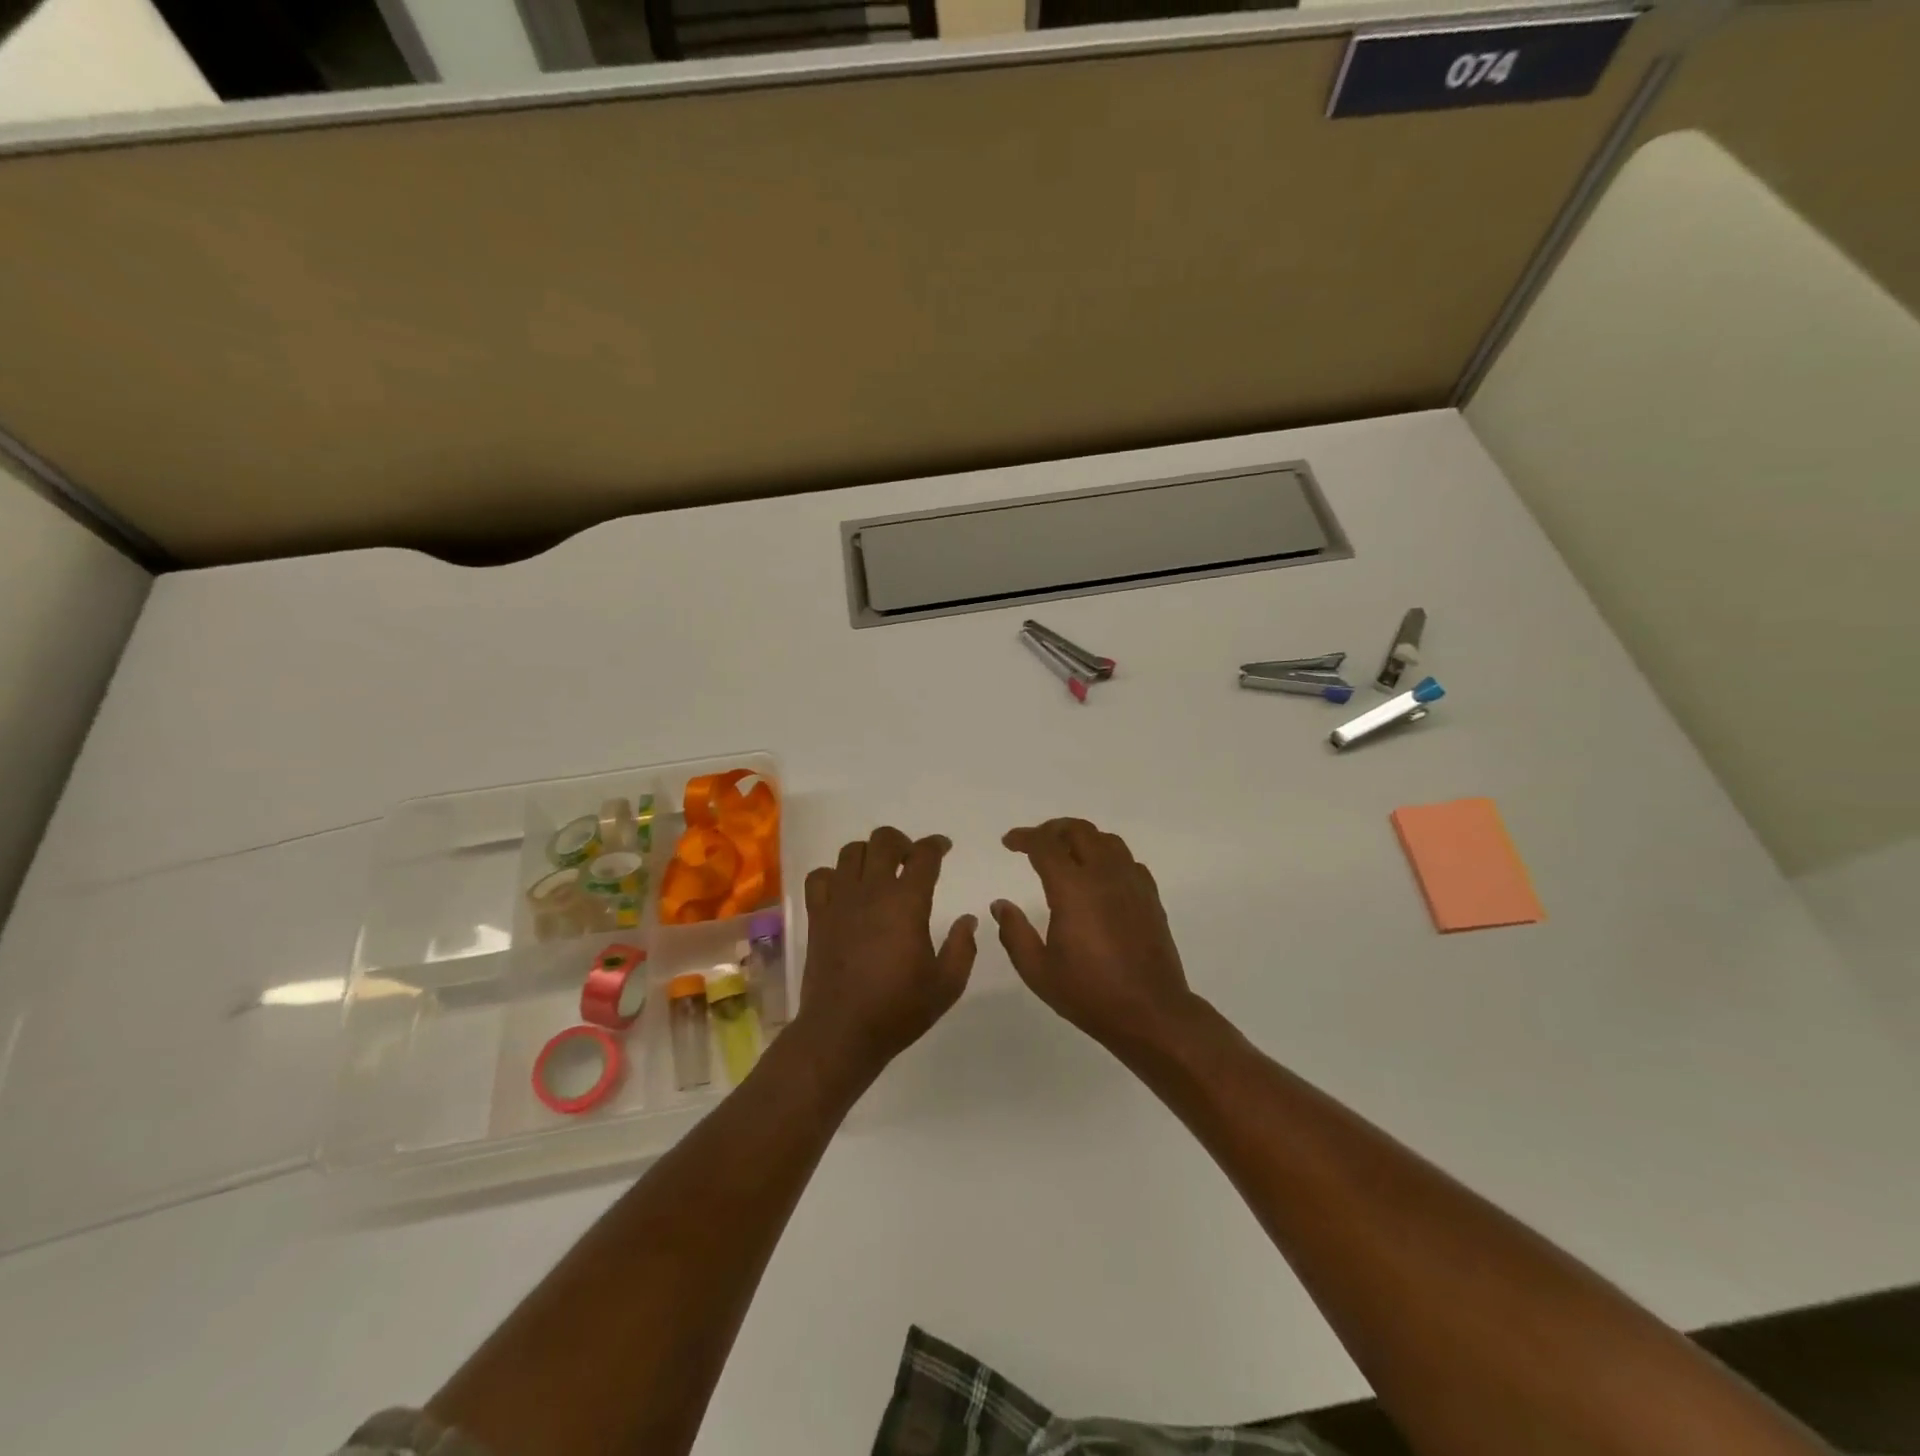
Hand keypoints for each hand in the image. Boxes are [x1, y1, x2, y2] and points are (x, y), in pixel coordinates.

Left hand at [793, 827, 977, 1078]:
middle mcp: (872, 891)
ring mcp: (840, 901)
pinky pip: (819, 877)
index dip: (937, 845)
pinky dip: (833, 875)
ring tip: (879, 873)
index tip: (944, 848)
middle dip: (902, 842)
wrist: (842, 1032)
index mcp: (907, 902)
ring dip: (869, 854)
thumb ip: (962, 948)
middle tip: (911, 860)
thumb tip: (968, 920)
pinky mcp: (817, 916)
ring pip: (851, 852)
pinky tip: (845, 891)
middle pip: (884, 840)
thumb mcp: (947, 985)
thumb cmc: (898, 1009)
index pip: (924, 855)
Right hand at [993, 818, 1198, 1055]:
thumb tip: (1000, 905)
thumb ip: (1014, 933)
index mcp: (1073, 888)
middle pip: (1078, 831)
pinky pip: (1128, 860)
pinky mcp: (1150, 897)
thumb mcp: (1038, 970)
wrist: (1150, 1013)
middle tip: (1034, 842)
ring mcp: (1132, 883)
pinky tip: (1100, 875)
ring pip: (1107, 840)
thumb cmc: (1089, 993)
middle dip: (1052, 829)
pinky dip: (1108, 856)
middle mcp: (1104, 875)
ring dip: (1082, 838)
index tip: (1008, 842)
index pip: (1045, 845)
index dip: (1024, 837)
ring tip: (1066, 852)